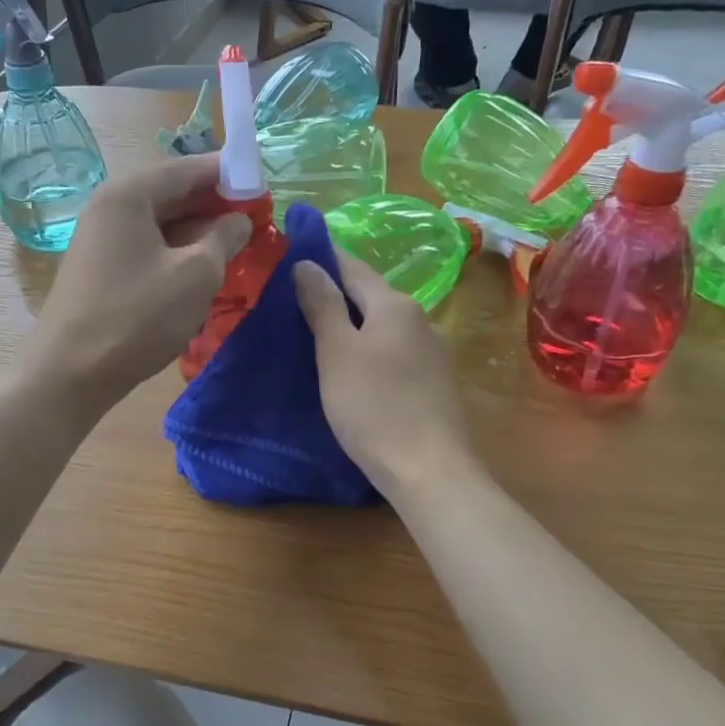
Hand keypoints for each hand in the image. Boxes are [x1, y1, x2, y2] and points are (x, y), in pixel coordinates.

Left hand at [27, 154, 250, 413]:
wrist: (70, 374)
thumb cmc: (137, 317)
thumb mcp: (196, 275)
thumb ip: (224, 238)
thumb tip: (239, 220)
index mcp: (129, 195)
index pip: (187, 168)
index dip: (227, 174)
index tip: (262, 185)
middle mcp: (109, 207)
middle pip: (171, 193)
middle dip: (214, 204)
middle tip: (254, 217)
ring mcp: (100, 240)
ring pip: (160, 223)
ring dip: (198, 231)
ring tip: (236, 244)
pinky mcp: (100, 270)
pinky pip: (147, 247)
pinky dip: (177, 252)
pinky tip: (202, 269)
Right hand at [294, 254, 476, 500]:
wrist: (428, 470)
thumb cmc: (374, 407)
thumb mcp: (337, 353)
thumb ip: (323, 305)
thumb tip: (307, 263)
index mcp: (395, 305)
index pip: (353, 267)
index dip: (322, 258)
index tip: (291, 255)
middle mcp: (419, 319)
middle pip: (370, 295)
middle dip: (334, 293)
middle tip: (292, 299)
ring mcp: (431, 352)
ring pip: (382, 325)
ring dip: (351, 323)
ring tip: (315, 333)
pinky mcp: (433, 382)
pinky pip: (392, 351)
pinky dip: (367, 349)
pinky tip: (350, 367)